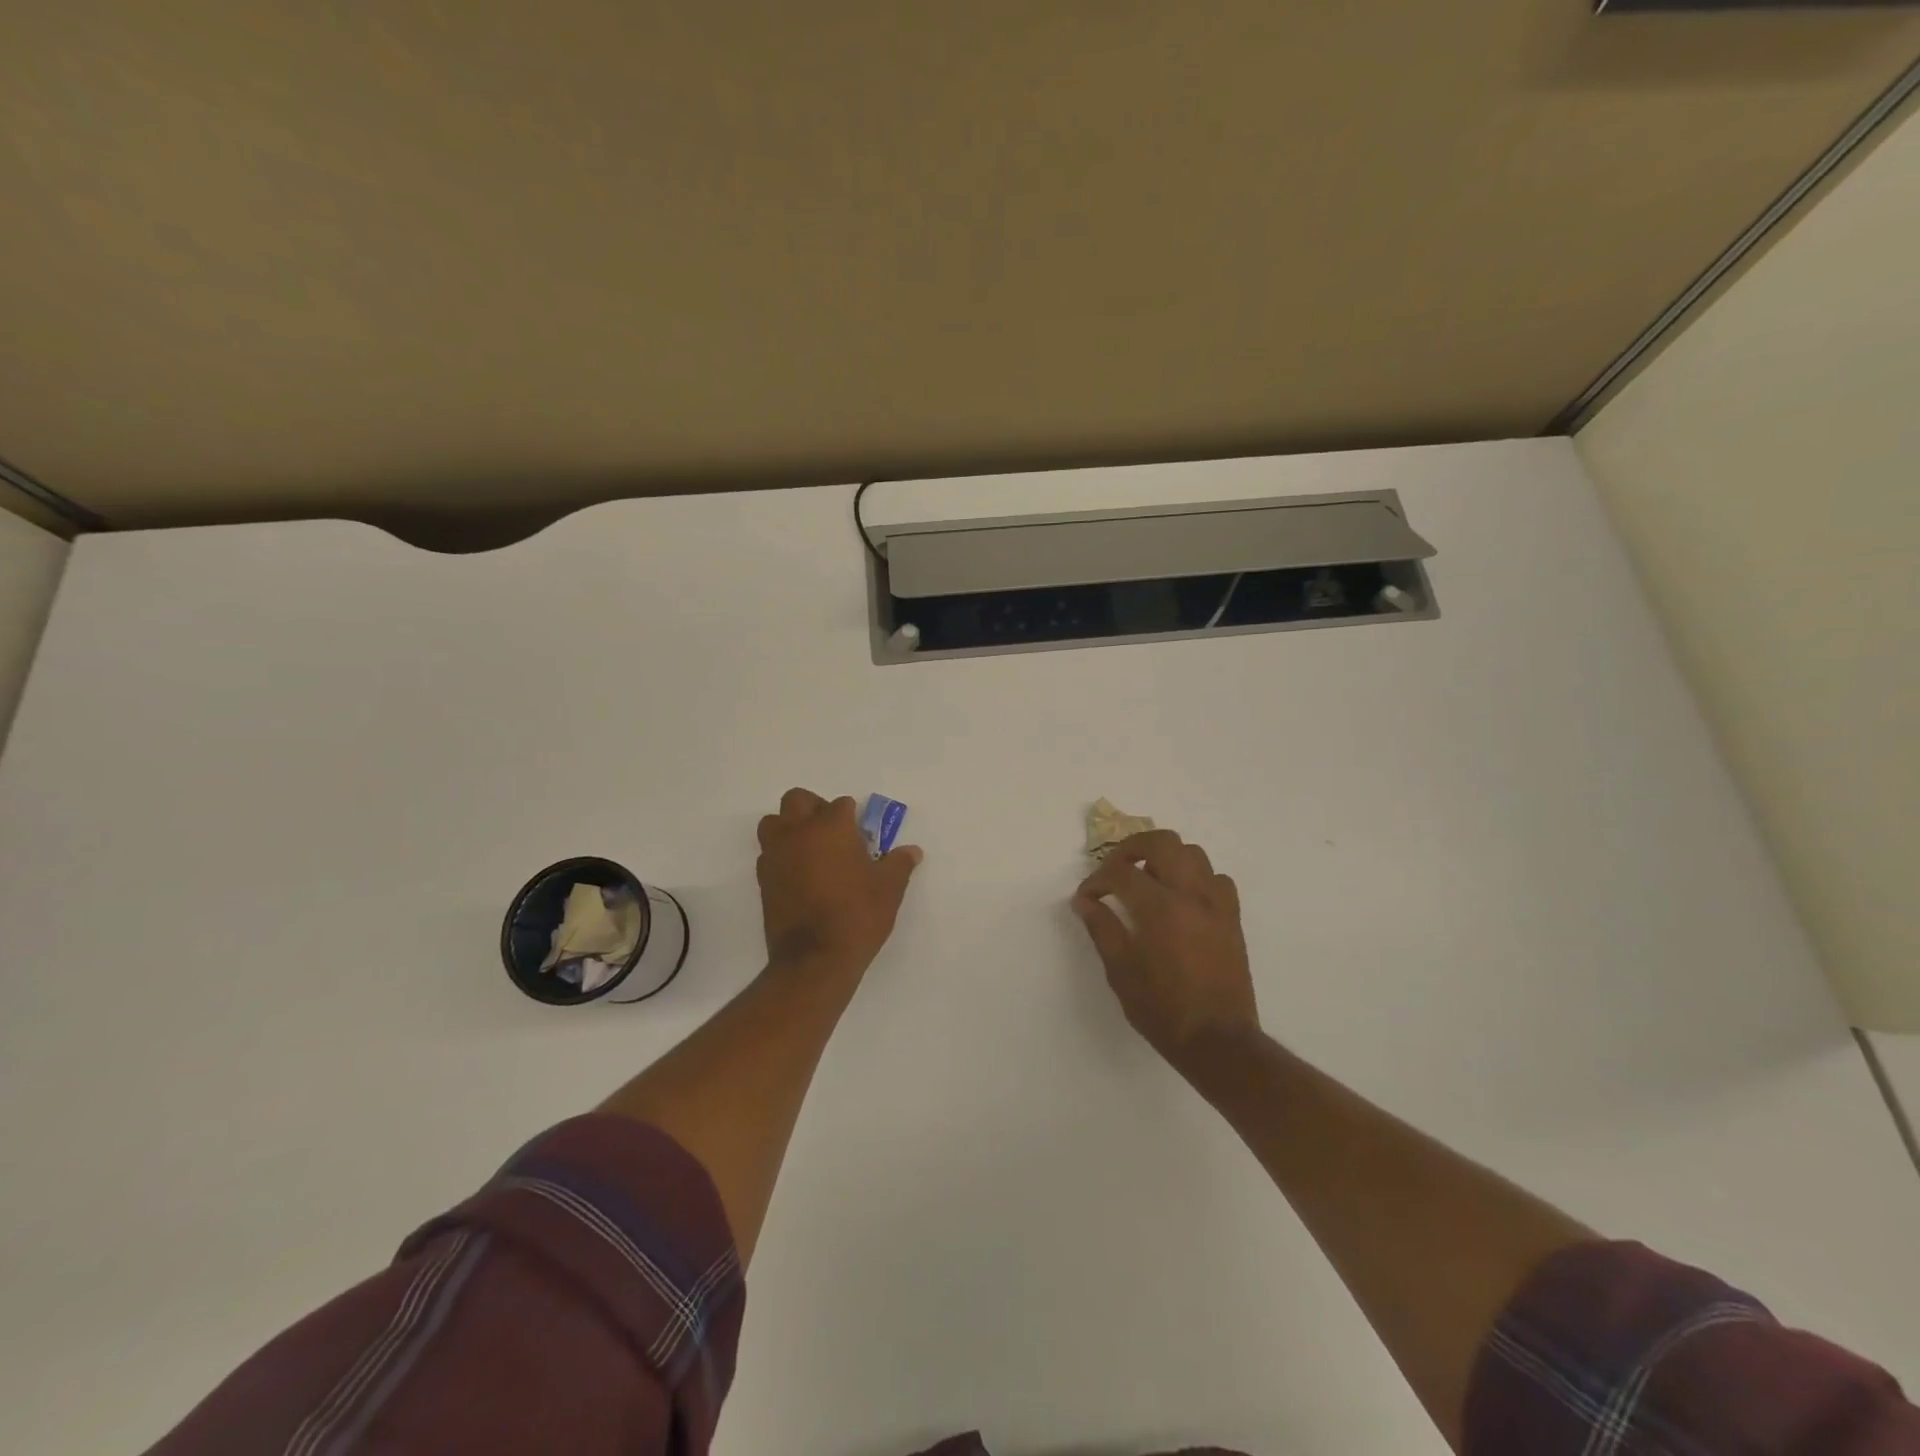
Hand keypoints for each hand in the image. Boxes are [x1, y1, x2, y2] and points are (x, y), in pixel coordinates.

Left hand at [756, 788, 921, 984]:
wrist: (815, 958)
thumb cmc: (858, 915)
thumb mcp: (889, 889)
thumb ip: (899, 864)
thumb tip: (912, 851)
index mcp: (832, 827)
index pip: (841, 804)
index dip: (853, 817)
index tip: (862, 836)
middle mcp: (799, 832)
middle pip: (798, 800)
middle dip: (814, 808)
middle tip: (832, 831)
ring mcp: (776, 854)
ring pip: (773, 822)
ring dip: (789, 827)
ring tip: (809, 848)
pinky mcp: (763, 879)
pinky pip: (768, 852)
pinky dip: (781, 854)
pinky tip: (798, 874)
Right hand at [1072, 829, 1258, 1068]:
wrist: (1217, 1040)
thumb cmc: (1162, 1009)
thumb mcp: (1120, 971)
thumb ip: (1101, 928)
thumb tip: (1084, 901)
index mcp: (1159, 908)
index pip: (1121, 873)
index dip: (1097, 880)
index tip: (1086, 897)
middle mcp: (1190, 895)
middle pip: (1162, 842)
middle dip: (1131, 848)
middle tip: (1115, 869)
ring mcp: (1216, 904)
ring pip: (1193, 853)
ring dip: (1165, 857)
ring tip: (1147, 877)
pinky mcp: (1232, 918)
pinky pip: (1216, 879)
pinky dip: (1195, 877)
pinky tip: (1181, 898)